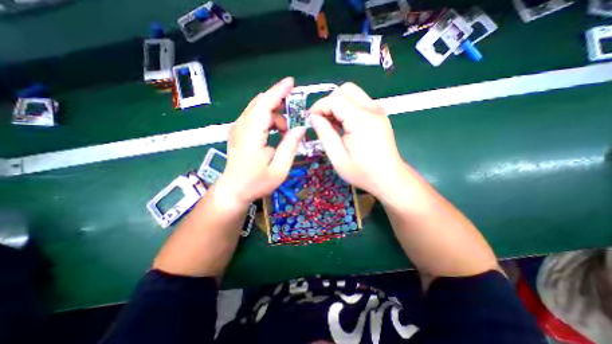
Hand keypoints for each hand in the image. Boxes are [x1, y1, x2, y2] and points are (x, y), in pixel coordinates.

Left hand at [217, 77, 308, 206]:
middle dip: (280, 107)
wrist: (233, 191)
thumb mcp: (280, 169)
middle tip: (293, 121)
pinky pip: (254, 117)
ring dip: (275, 117)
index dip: (278, 91)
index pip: (265, 105)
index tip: (291, 82)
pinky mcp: (238, 132)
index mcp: (251, 135)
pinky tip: (275, 133)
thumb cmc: (257, 182)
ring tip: (284, 134)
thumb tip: (301, 128)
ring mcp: (237, 128)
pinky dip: (268, 120)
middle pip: (261, 103)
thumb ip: (291, 146)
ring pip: (258, 109)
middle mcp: (241, 126)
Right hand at [311, 83, 404, 201]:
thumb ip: (325, 134)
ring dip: (338, 104)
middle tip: (322, 120)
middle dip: (329, 102)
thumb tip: (313, 117)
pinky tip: (344, 126)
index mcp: (361, 120)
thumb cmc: (362, 172)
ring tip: (332, 125)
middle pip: (346, 90)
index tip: (310, 119)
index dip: (319, 106)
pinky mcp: (379, 115)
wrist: (389, 178)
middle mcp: (372, 109)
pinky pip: (360, 102)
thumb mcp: (338, 157)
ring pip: (353, 94)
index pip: (335, 100)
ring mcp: (378, 111)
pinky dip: (347, 108)